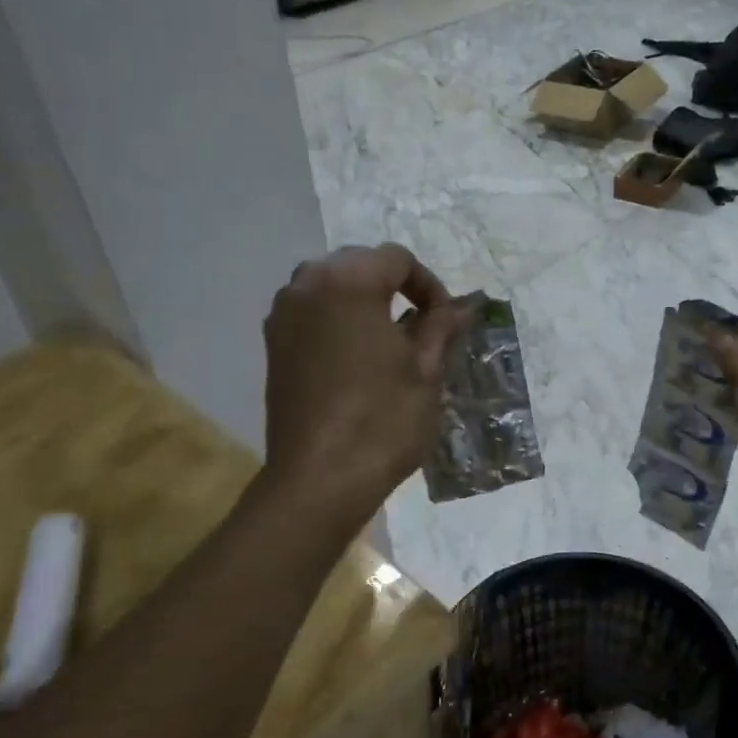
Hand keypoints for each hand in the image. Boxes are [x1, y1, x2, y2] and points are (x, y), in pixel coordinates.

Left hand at [262, 244, 465, 520]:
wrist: (319, 478)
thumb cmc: (382, 420)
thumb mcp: (425, 371)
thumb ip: (441, 327)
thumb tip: (464, 306)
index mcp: (348, 282)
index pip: (397, 259)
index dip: (429, 285)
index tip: (445, 321)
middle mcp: (307, 285)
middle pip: (359, 265)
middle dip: (394, 287)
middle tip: (422, 327)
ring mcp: (283, 316)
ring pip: (331, 287)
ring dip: (363, 302)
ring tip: (390, 341)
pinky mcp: (273, 346)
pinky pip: (311, 314)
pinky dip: (338, 321)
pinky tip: (357, 358)